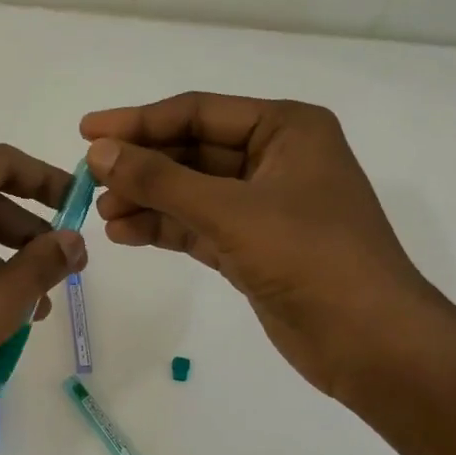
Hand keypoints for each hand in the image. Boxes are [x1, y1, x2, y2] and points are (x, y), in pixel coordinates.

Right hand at [81, 93, 451, 401]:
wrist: (368, 341)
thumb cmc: (310, 258)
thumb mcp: (230, 211)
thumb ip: (161, 180)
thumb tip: (99, 152)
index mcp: (285, 129)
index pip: (198, 113)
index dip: (138, 121)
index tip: (86, 132)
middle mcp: (274, 159)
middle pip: (191, 152)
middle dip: (141, 166)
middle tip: (88, 179)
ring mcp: (263, 206)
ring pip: (190, 192)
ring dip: (146, 200)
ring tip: (101, 213)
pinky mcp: (253, 247)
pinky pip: (197, 226)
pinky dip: (163, 228)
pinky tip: (125, 234)